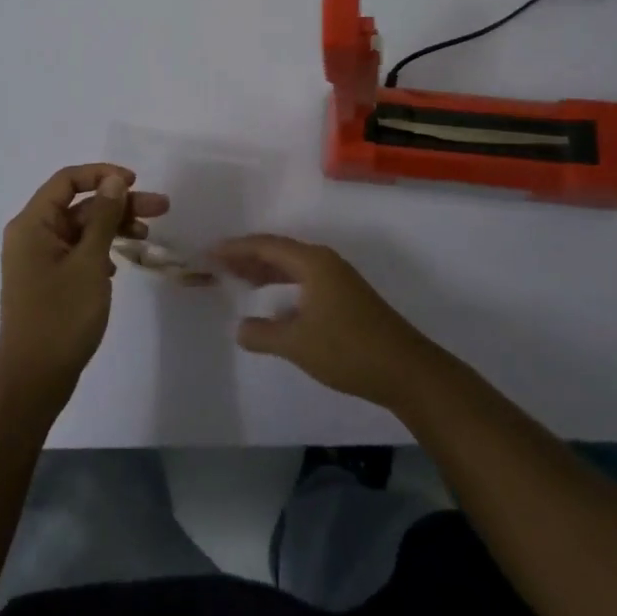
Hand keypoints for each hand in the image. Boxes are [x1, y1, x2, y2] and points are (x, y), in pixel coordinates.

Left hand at [0, 164, 169, 413]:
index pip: (67, 180)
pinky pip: (78, 252)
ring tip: (148, 236)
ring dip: (114, 227)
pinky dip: (101, 251)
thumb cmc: (61, 316)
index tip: (135, 182)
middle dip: (119, 204)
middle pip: (80, 205)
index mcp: (33, 224)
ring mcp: (39, 260)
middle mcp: (32, 235)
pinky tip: (120, 265)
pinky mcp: (49, 281)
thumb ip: (104, 217)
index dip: (102, 174)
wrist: (33, 381)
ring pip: (82, 229)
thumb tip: (114, 181)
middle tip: (162, 207)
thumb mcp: (89, 262)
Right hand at [213, 234, 439, 410]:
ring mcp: (338, 279)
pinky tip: (273, 302)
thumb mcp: (298, 344)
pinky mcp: (346, 297)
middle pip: (279, 251)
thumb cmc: (348, 350)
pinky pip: (304, 280)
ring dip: (266, 271)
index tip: (210, 253)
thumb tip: (240, 328)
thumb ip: (264, 334)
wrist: (406, 370)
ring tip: (238, 280)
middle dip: (248, 257)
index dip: (236, 248)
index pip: (267, 245)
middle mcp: (325, 263)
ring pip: (293, 266)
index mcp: (313, 262)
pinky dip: (283, 285)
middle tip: (218, 266)